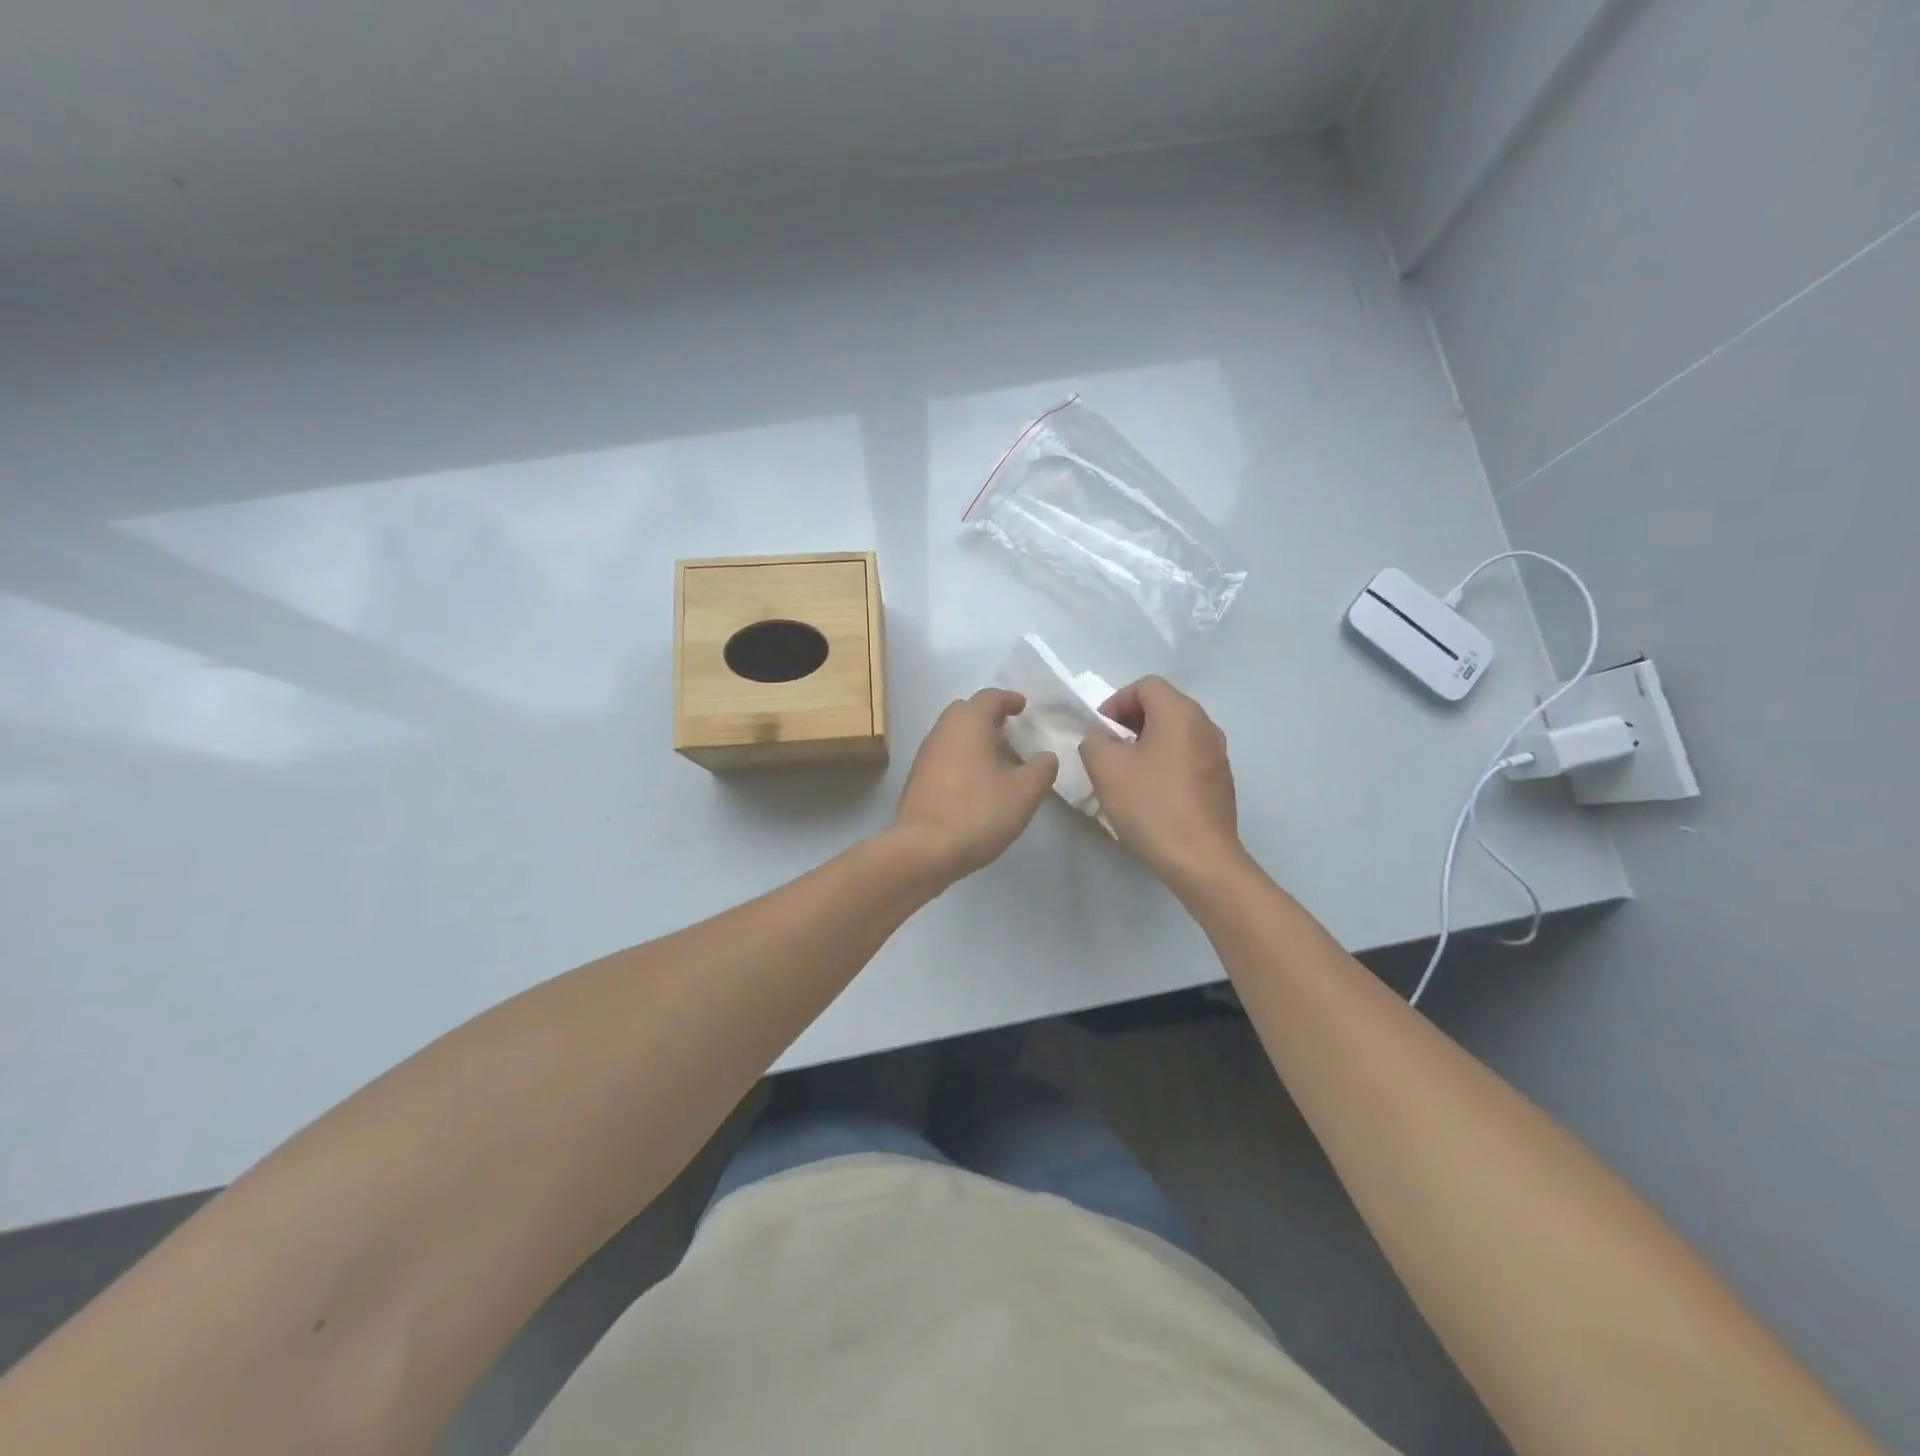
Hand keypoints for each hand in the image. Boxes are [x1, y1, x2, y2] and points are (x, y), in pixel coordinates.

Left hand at [892, 688, 1057, 881]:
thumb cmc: (978, 812)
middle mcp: (942, 730)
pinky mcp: (917, 779)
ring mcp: (925, 755)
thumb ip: (1041, 769)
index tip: (1024, 707)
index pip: (990, 697)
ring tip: (998, 757)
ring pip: (953, 734)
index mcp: (968, 722)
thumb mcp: (1024, 792)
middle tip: (1011, 730)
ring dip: (975, 739)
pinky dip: (962, 758)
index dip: (1010, 699)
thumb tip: (1046, 757)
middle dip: (989, 716)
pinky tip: (977, 781)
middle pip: (967, 711)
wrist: (924, 849)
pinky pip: (944, 756)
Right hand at [1079, 676, 1243, 892]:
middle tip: (1108, 750)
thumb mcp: (1106, 768)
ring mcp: (1218, 754)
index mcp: (1180, 713)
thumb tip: (1101, 736)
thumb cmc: (1150, 805)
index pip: (1146, 685)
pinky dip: (1165, 762)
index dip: (1116, 701)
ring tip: (1127, 773)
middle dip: (1130, 722)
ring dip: (1147, 743)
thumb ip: (1094, 740)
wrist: (1200, 859)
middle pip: (1163, 706)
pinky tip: (1151, 793)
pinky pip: (1187, 756)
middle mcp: (1205, 725)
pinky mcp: (1220, 781)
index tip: (1099, 731)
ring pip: (1176, 733)